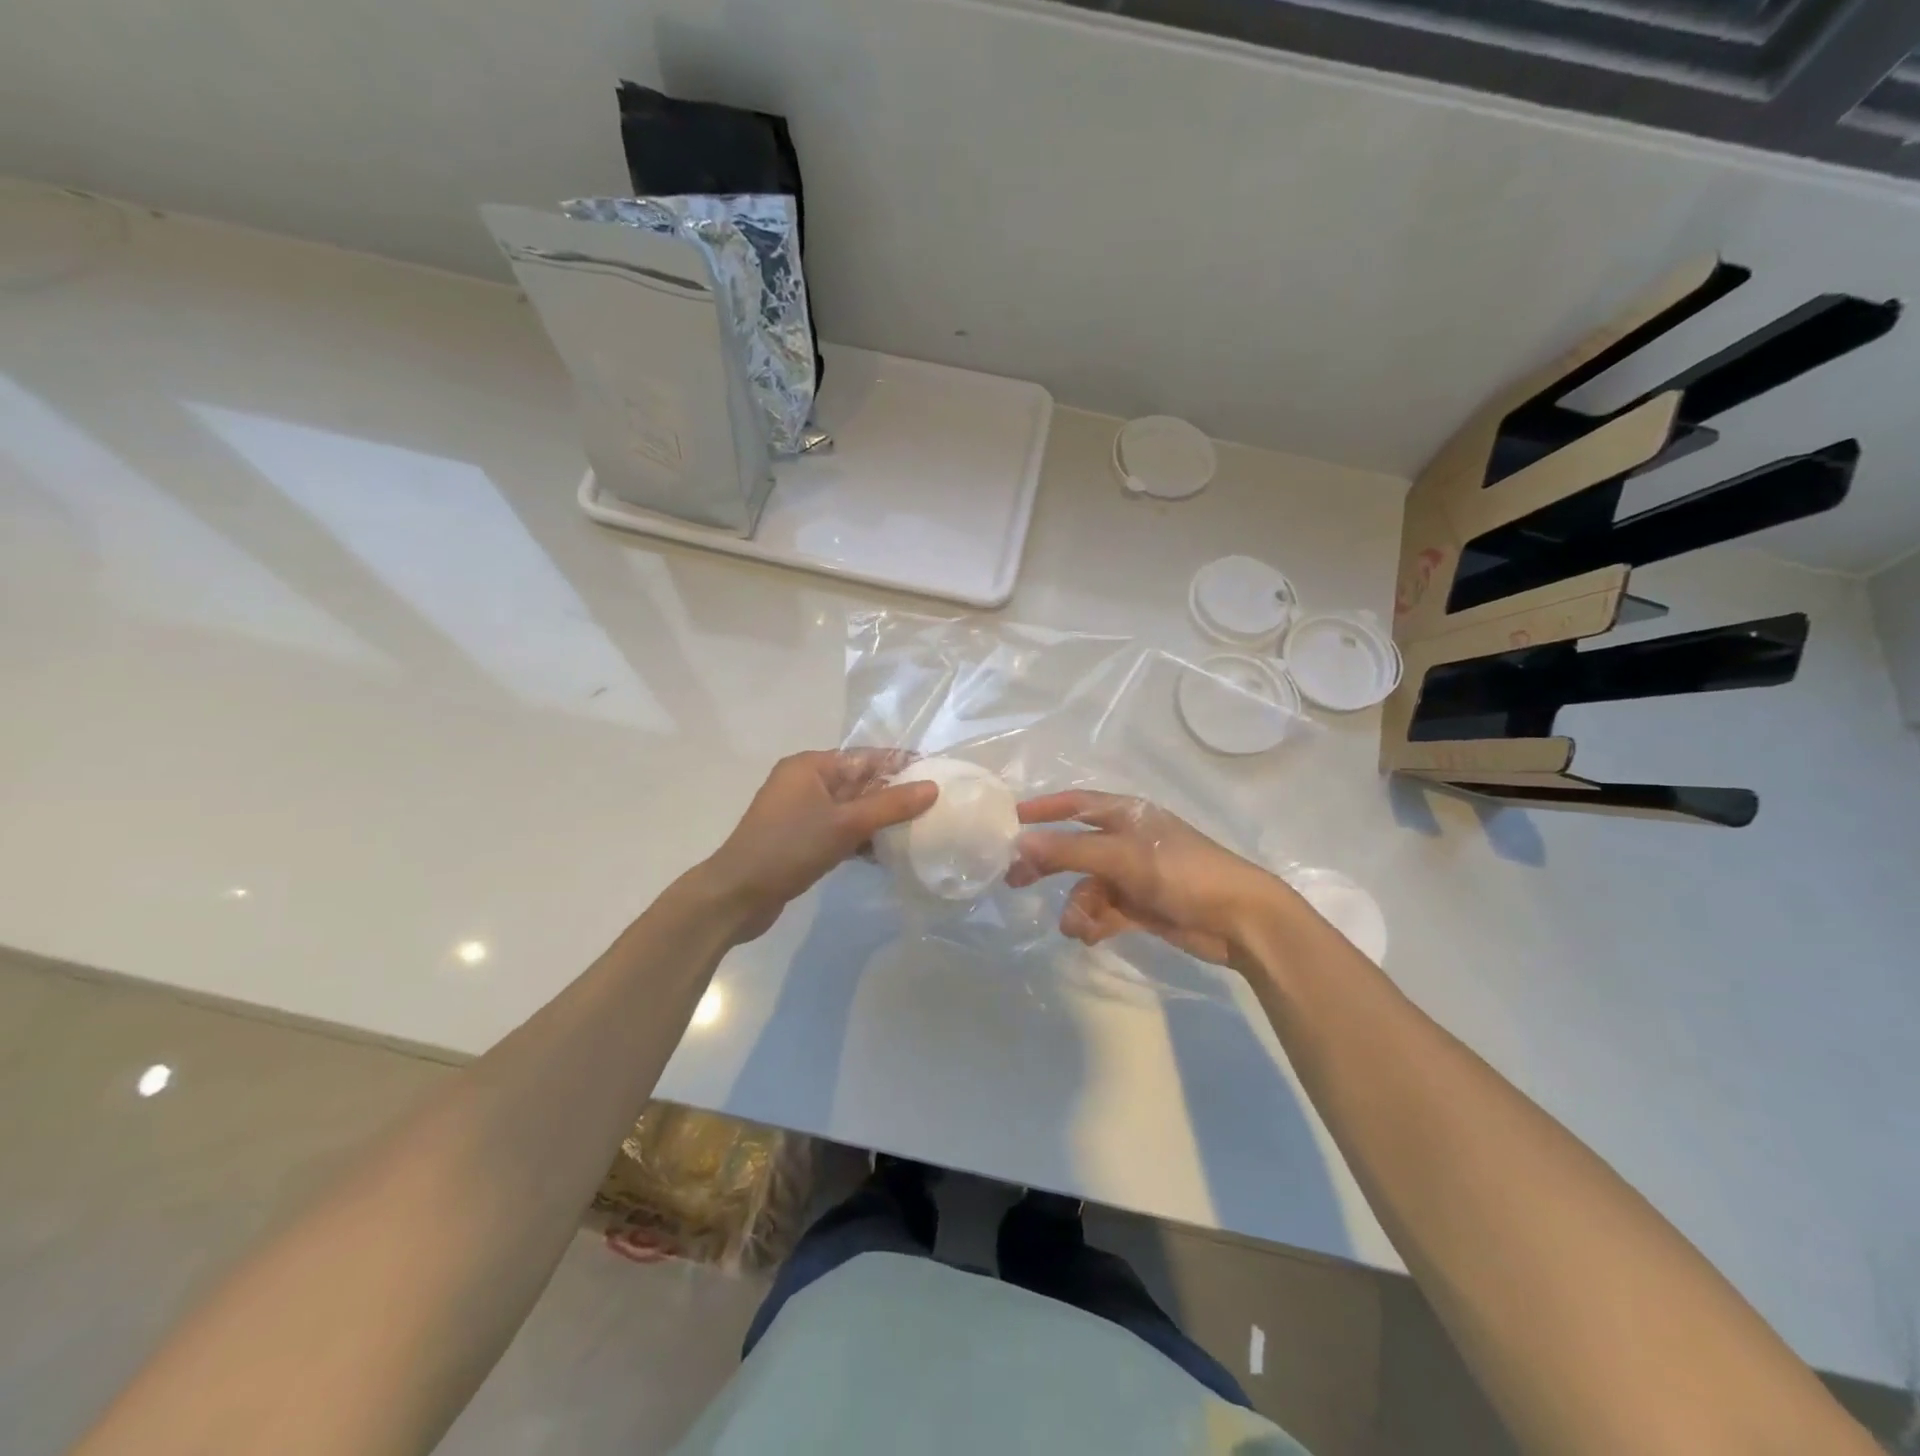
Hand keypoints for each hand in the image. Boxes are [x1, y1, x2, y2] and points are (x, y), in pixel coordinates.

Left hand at [703, 749, 937, 941]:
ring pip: (852, 809)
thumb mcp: (845, 825)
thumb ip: (890, 805)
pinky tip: (887, 855)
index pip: (866, 757)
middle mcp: (806, 782)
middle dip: (895, 796)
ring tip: (919, 832)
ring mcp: (802, 812)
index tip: (937, 776)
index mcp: (811, 766)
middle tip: (935, 808)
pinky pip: (840, 830)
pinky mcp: (801, 839)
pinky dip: (861, 839)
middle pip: (861, 782)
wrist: (737, 896)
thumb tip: (932, 787)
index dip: (901, 765)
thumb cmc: (789, 849)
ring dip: (880, 820)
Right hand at [1006, 790, 1293, 968]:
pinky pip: (1104, 911)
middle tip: (1014, 881)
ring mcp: (1134, 875)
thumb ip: (1068, 851)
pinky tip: (1091, 936)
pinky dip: (1094, 922)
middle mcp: (1126, 841)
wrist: (1240, 919)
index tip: (1009, 823)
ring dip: (1077, 906)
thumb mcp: (1121, 858)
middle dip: (1047, 865)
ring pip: (1087, 886)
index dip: (1042, 810)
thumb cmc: (1181, 873)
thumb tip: (1019, 842)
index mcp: (1125, 815)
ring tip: (1077, 926)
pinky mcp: (1141, 906)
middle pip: (1074, 848)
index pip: (1075, 804)